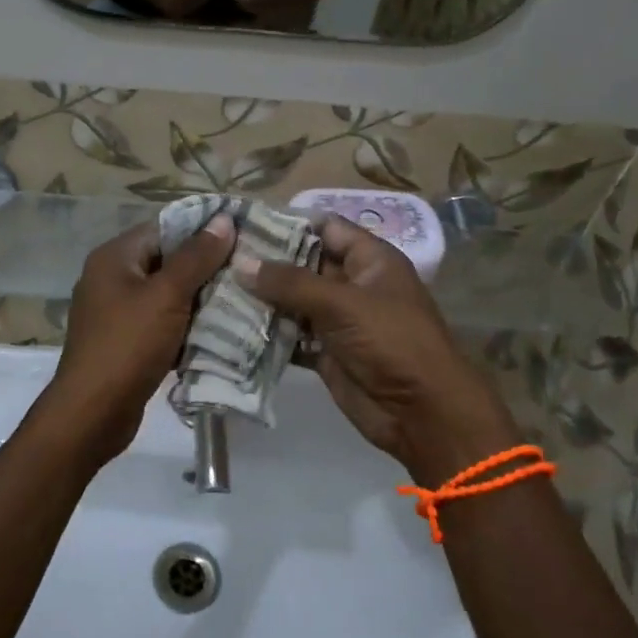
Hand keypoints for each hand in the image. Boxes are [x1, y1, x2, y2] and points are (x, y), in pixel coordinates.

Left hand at [39, 212, 236, 462]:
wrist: (92, 413)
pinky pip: (161, 323)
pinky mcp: (125, 342)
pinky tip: (217, 332)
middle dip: (205, 267)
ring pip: (166, 295)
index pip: (164, 228)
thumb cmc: (128, 345)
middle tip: (248, 270)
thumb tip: (223, 220)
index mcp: (114, 257)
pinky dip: (185, 326)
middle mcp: (111, 278)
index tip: (242, 235)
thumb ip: (196, 257)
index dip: (202, 230)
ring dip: (199, 300)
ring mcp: (116, 312)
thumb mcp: (167, 295)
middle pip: (166, 261)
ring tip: (241, 299)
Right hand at [235, 214, 520, 484]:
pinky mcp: (326, 352)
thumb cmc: (391, 342)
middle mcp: (353, 284)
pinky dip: (267, 331)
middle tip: (219, 256)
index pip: (325, 228)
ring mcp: (339, 320)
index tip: (244, 223)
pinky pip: (291, 334)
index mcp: (370, 260)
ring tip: (215, 288)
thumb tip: (240, 262)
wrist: (421, 414)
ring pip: (293, 301)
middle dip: (265, 262)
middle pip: (304, 264)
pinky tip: (231, 326)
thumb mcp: (342, 304)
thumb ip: (289, 282)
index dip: (288, 223)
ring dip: (261, 299)